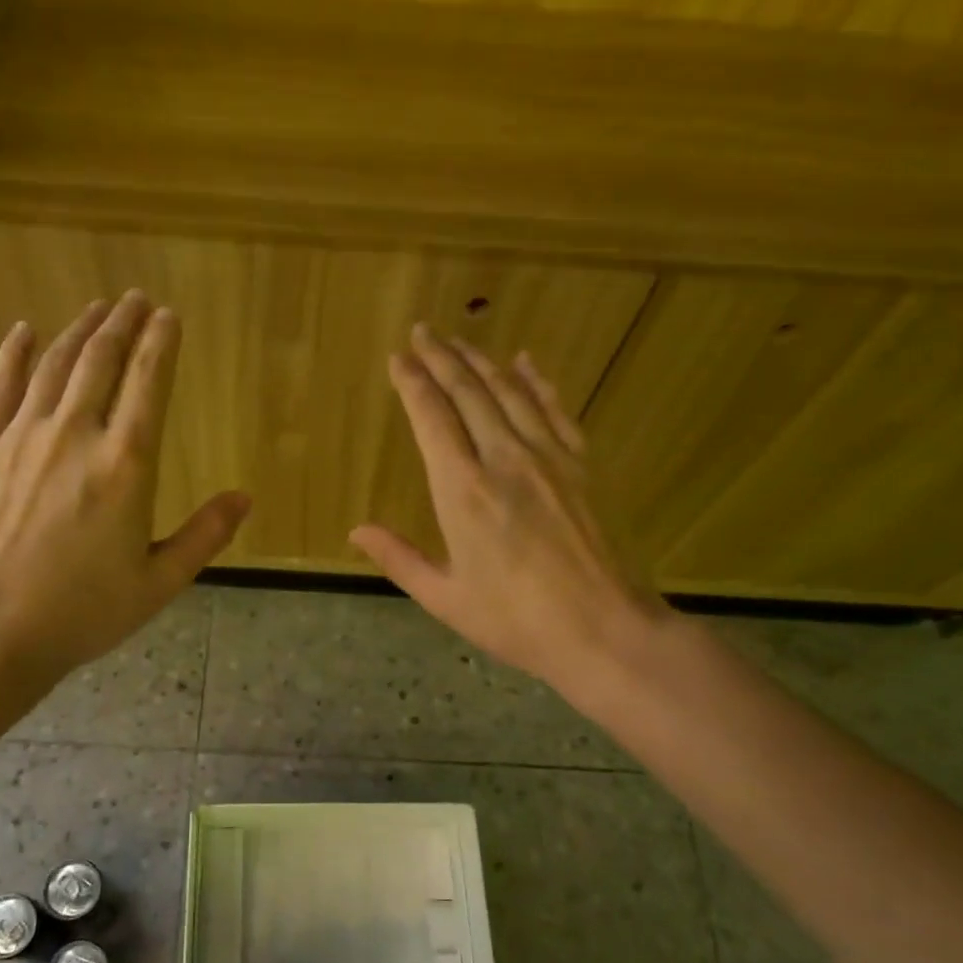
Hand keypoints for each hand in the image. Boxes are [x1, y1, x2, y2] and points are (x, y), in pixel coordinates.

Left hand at [0, 291, 248, 682]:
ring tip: (98, 309)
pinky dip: (16, 353)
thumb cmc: (82, 612)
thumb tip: (245, 497)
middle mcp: (75, 436)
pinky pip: (0, 386)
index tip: (168, 315)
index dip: (160, 344)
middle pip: (101, 361)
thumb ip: (204, 536)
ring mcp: (21, 437)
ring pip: (55, 365)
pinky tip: (25, 330)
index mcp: (125, 466)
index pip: (148, 384)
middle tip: (136, 300)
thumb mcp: (158, 583)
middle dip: (123, 324)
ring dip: (80, 330)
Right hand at [350, 324, 670, 699]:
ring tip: (460, 341)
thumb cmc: (516, 622)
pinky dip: (537, 381)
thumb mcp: (446, 599)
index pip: (432, 418)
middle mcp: (504, 459)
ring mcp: (549, 457)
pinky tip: (524, 362)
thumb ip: (400, 558)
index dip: (412, 383)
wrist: (605, 630)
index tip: (398, 357)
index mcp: (463, 491)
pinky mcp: (583, 464)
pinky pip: (555, 409)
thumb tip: (357, 530)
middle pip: (469, 392)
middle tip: (423, 332)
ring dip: (482, 361)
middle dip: (442, 358)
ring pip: (509, 392)